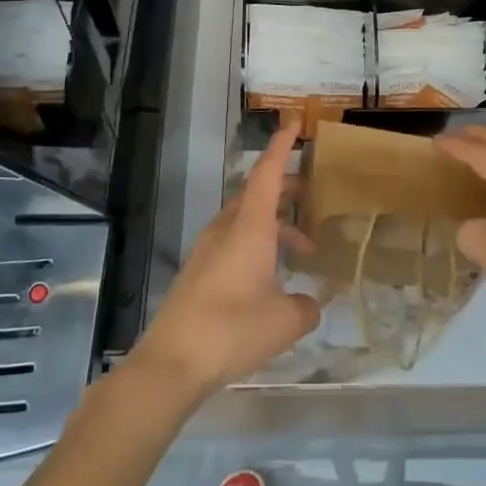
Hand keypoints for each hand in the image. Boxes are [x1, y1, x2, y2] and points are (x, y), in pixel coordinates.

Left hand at [131, 121, 320, 400]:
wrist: (171, 363)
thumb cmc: (232, 330)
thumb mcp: (285, 321)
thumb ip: (306, 307)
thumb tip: (311, 303)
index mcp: (249, 226)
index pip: (268, 172)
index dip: (282, 146)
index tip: (294, 122)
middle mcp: (227, 228)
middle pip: (258, 194)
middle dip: (287, 191)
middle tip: (314, 200)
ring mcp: (208, 249)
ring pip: (247, 220)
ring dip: (276, 227)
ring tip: (303, 253)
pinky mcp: (198, 271)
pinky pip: (234, 242)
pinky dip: (258, 246)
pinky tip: (271, 279)